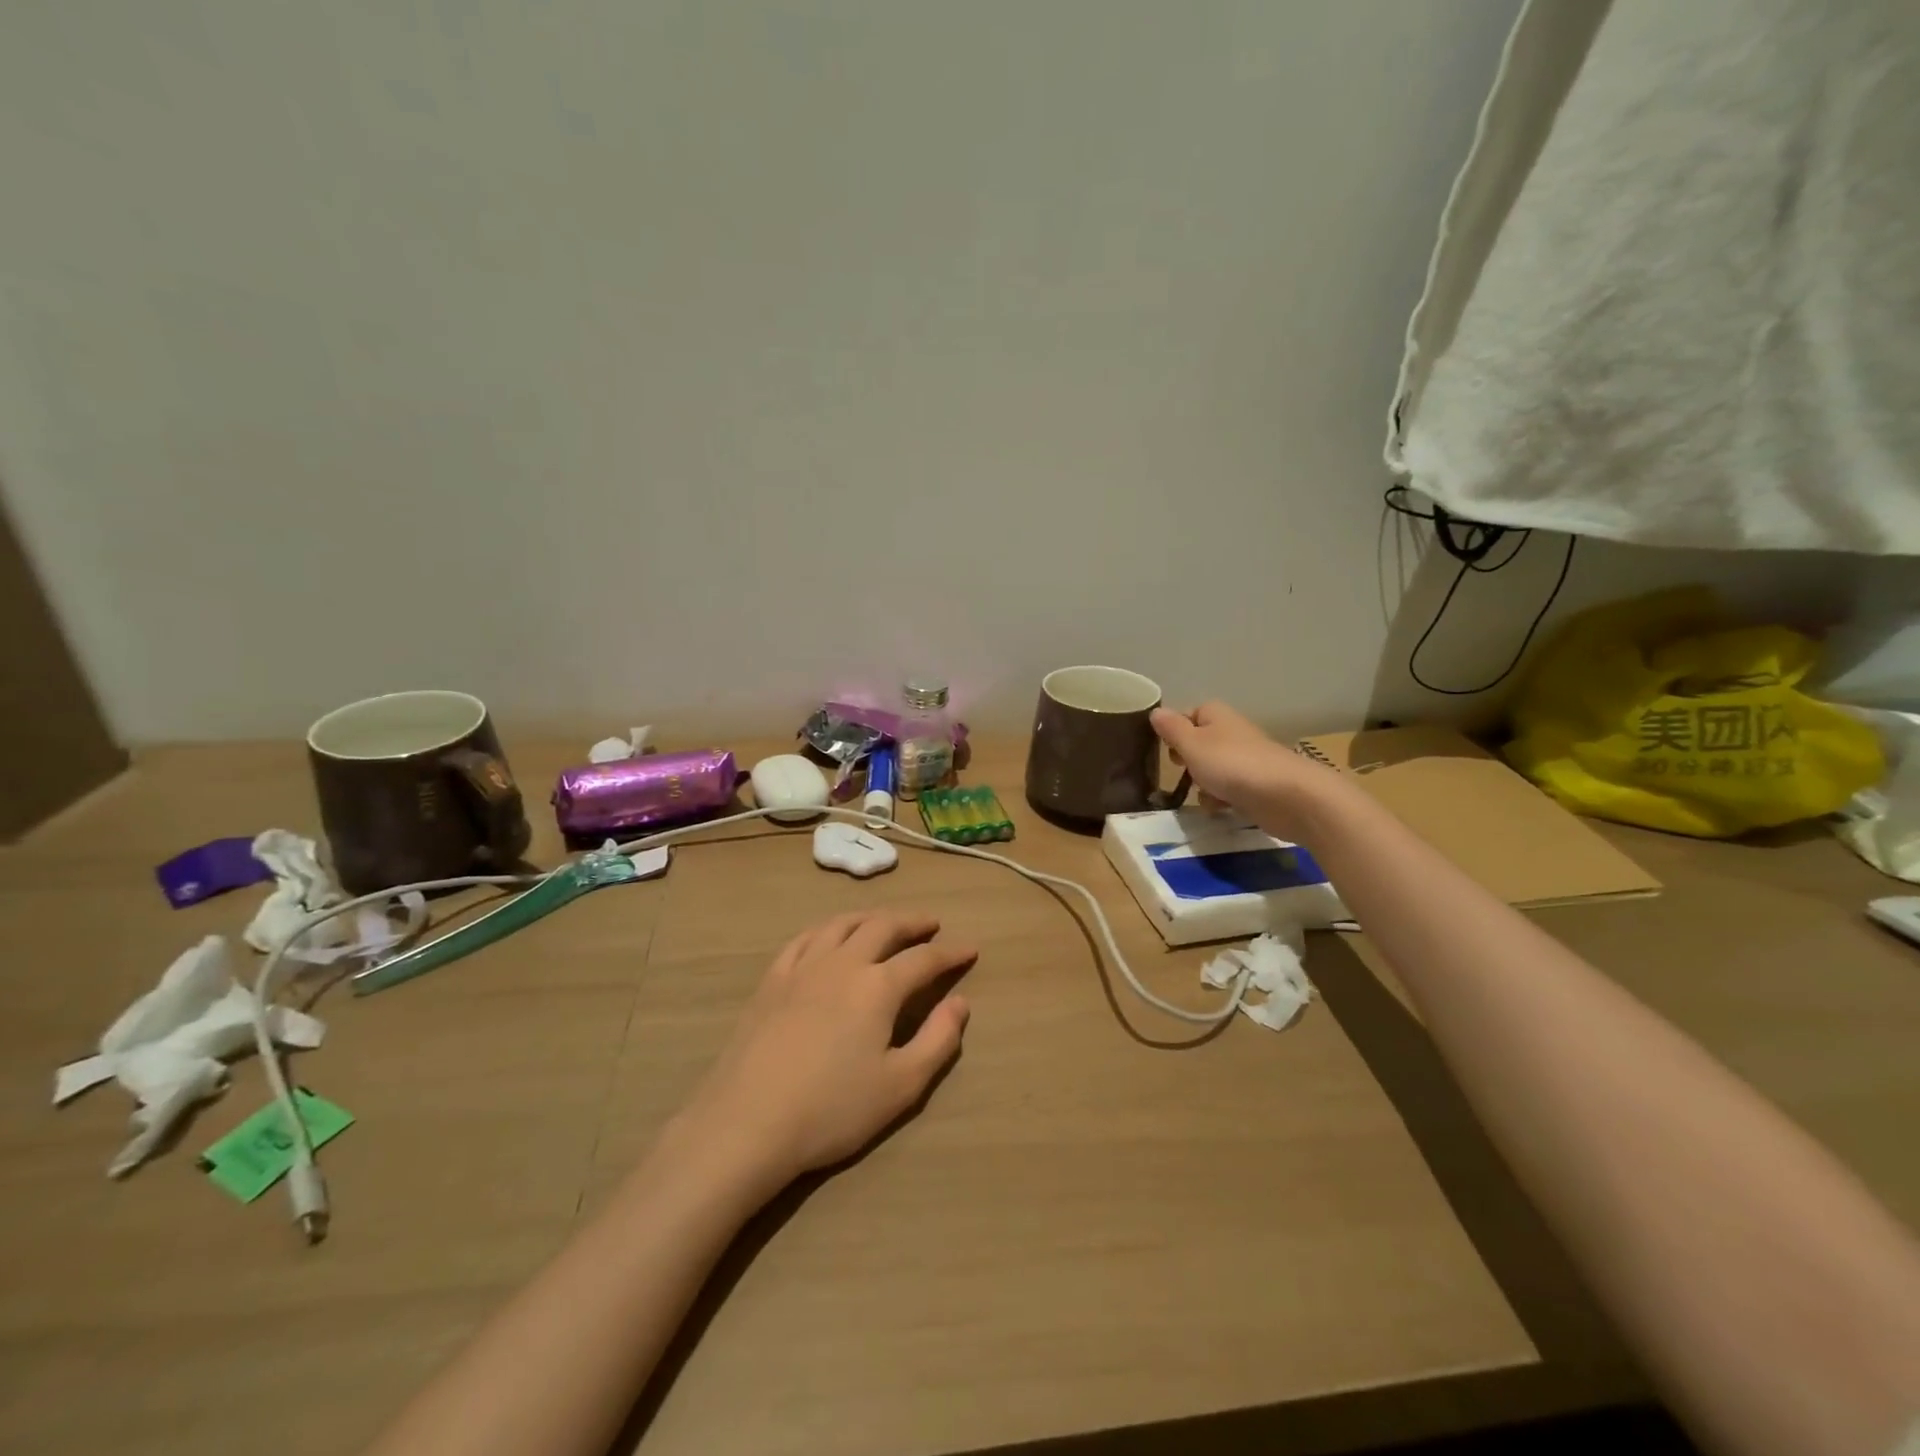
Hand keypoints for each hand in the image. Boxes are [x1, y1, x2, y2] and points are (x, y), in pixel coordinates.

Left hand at [676, 911, 974, 1190]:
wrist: (748, 1122)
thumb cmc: (832, 1109)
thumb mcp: (901, 1086)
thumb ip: (938, 1040)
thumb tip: (961, 1003)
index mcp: (878, 987)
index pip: (924, 959)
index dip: (951, 953)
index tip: (970, 949)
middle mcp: (843, 963)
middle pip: (883, 927)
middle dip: (912, 922)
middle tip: (931, 923)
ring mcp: (803, 967)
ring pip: (842, 924)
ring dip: (871, 917)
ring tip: (885, 921)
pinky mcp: (772, 980)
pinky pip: (803, 939)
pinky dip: (826, 929)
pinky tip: (829, 936)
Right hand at [1151, 700, 1330, 838]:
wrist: (1286, 796)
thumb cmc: (1231, 764)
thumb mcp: (1191, 744)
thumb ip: (1171, 729)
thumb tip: (1155, 711)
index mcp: (1215, 715)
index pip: (1186, 715)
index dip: (1173, 732)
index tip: (1164, 750)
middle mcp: (1231, 732)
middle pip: (1198, 744)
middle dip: (1187, 762)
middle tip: (1180, 772)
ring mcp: (1245, 759)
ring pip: (1211, 770)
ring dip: (1202, 785)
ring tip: (1203, 795)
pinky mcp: (1256, 785)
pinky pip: (1228, 789)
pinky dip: (1221, 799)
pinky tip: (1220, 809)